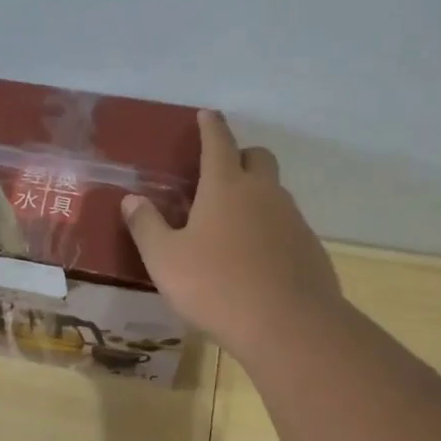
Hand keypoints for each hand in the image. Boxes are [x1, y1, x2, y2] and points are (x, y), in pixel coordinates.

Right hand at [122, 111, 342, 359]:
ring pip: (274, 193)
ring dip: (255, 196)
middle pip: (258, 157)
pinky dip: (270, 230)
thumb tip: (131, 199)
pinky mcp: (309, 247)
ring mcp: (292, 219)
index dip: (210, 126)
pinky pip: (287, 225)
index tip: (207, 115)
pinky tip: (256, 260)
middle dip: (240, 157)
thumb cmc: (216, 286)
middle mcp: (263, 193)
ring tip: (231, 226)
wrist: (288, 326)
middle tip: (219, 176)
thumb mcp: (165, 260)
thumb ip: (146, 226)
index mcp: (226, 186)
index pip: (218, 142)